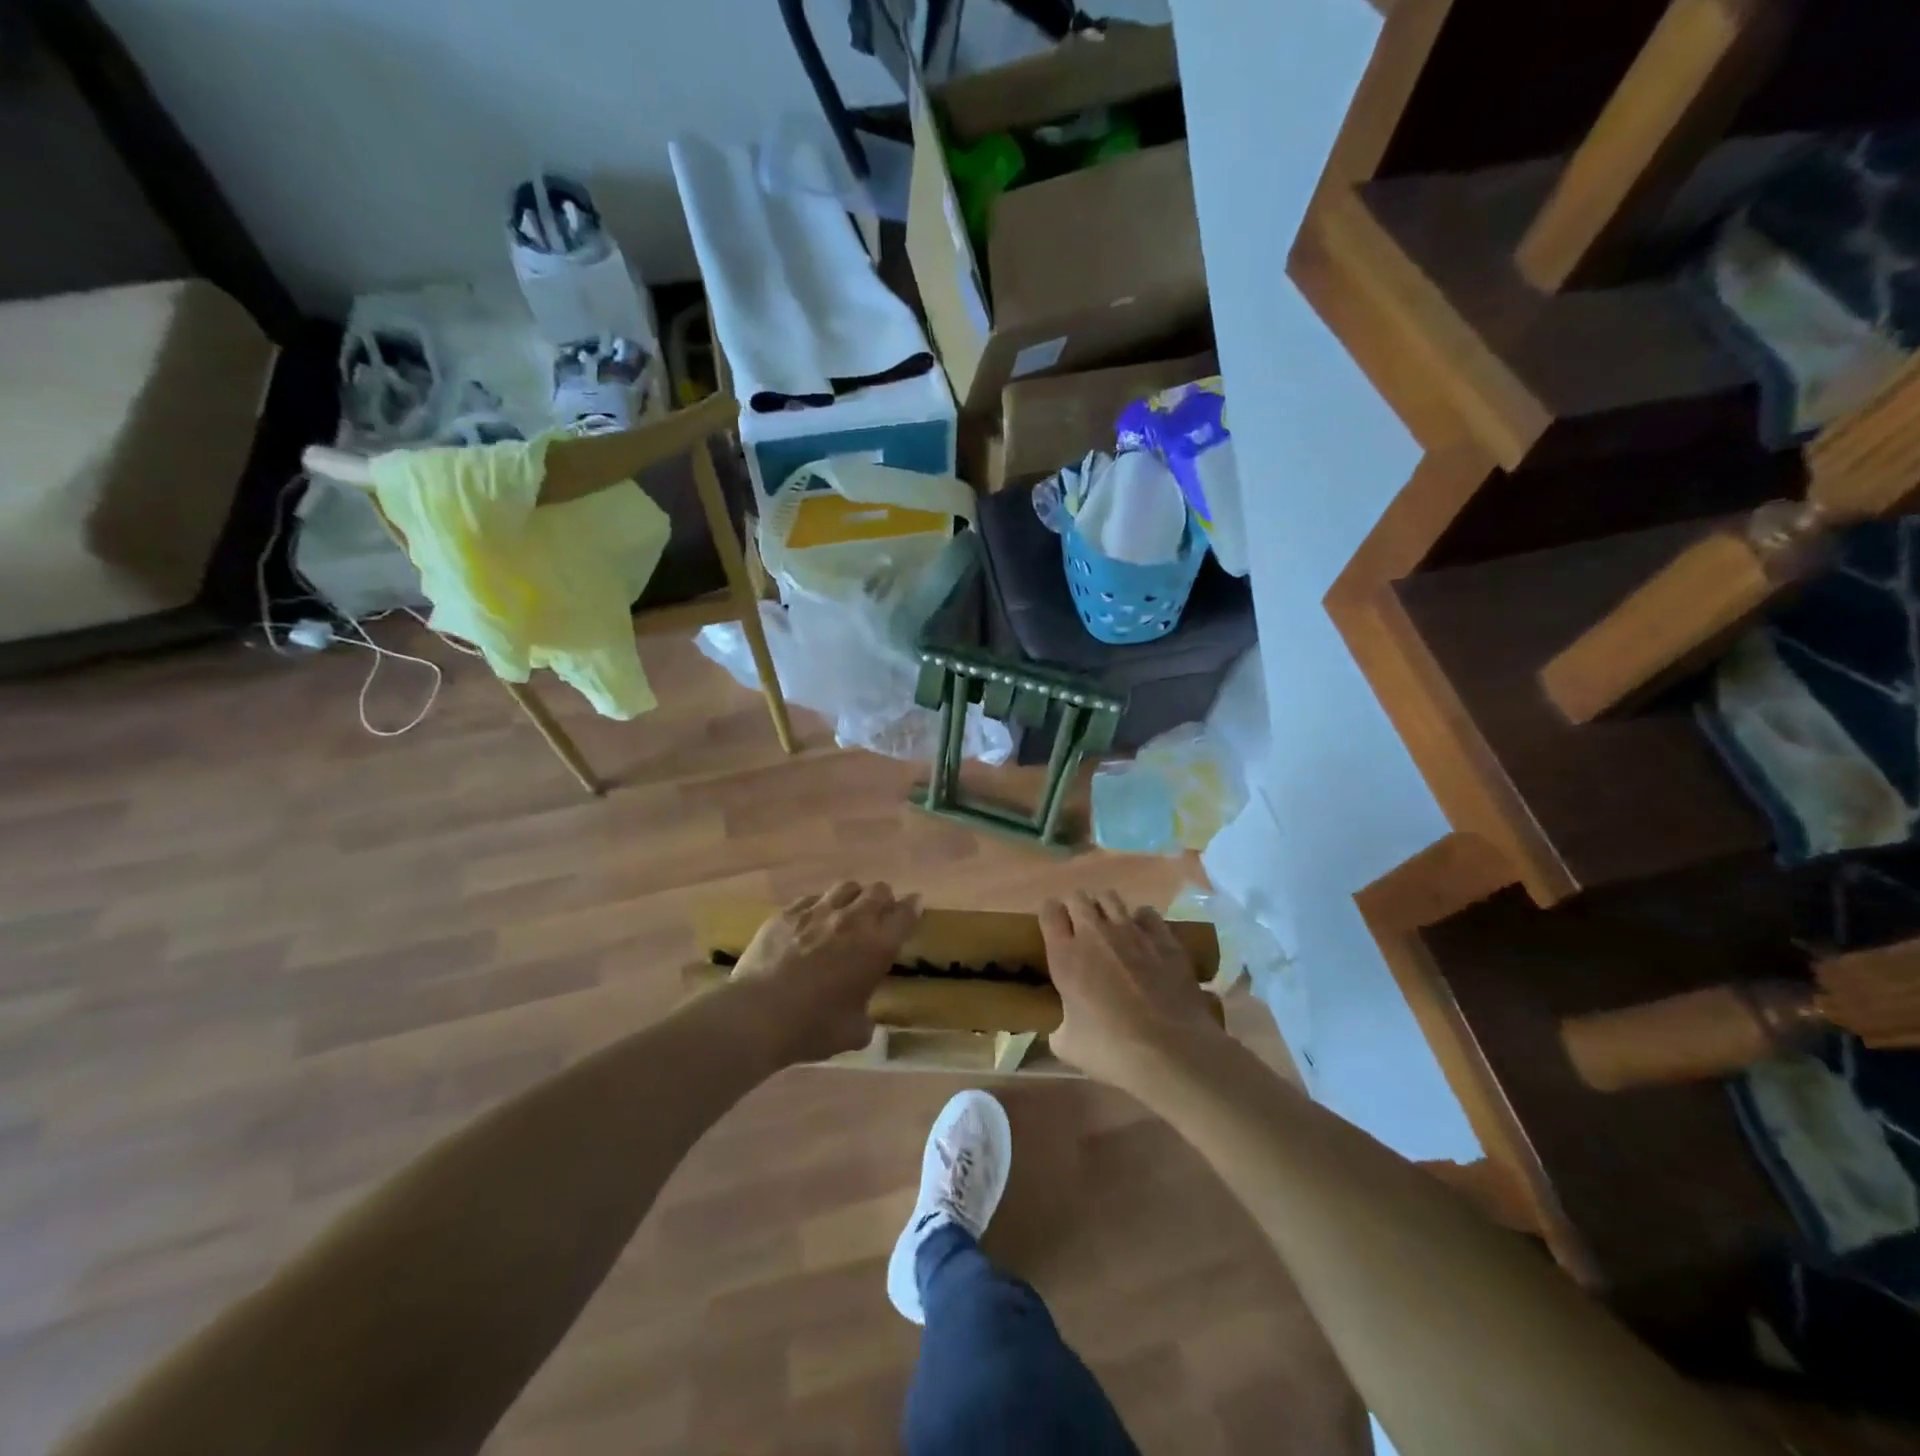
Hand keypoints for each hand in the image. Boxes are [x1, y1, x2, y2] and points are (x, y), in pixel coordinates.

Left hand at [729, 881, 920, 1064]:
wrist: (758, 1015)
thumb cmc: (813, 1027)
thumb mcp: (853, 1033)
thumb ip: (866, 1020)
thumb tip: (864, 1019)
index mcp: (877, 946)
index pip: (906, 913)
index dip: (913, 908)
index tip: (915, 908)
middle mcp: (852, 920)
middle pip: (879, 891)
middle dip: (884, 900)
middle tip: (879, 916)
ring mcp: (817, 911)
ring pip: (846, 887)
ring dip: (853, 897)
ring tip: (847, 913)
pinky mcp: (787, 912)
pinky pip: (812, 898)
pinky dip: (819, 907)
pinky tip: (811, 922)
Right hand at [1042, 890, 1224, 1089]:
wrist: (1172, 1051)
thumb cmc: (1112, 1051)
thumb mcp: (1068, 1047)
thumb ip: (1059, 1028)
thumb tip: (1062, 1028)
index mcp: (1066, 956)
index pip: (1049, 911)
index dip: (1049, 915)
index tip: (1053, 928)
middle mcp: (1095, 934)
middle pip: (1078, 897)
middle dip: (1076, 908)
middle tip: (1080, 930)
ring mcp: (1132, 931)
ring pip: (1111, 897)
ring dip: (1105, 908)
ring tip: (1109, 928)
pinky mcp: (1164, 938)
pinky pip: (1147, 913)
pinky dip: (1141, 920)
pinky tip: (1144, 937)